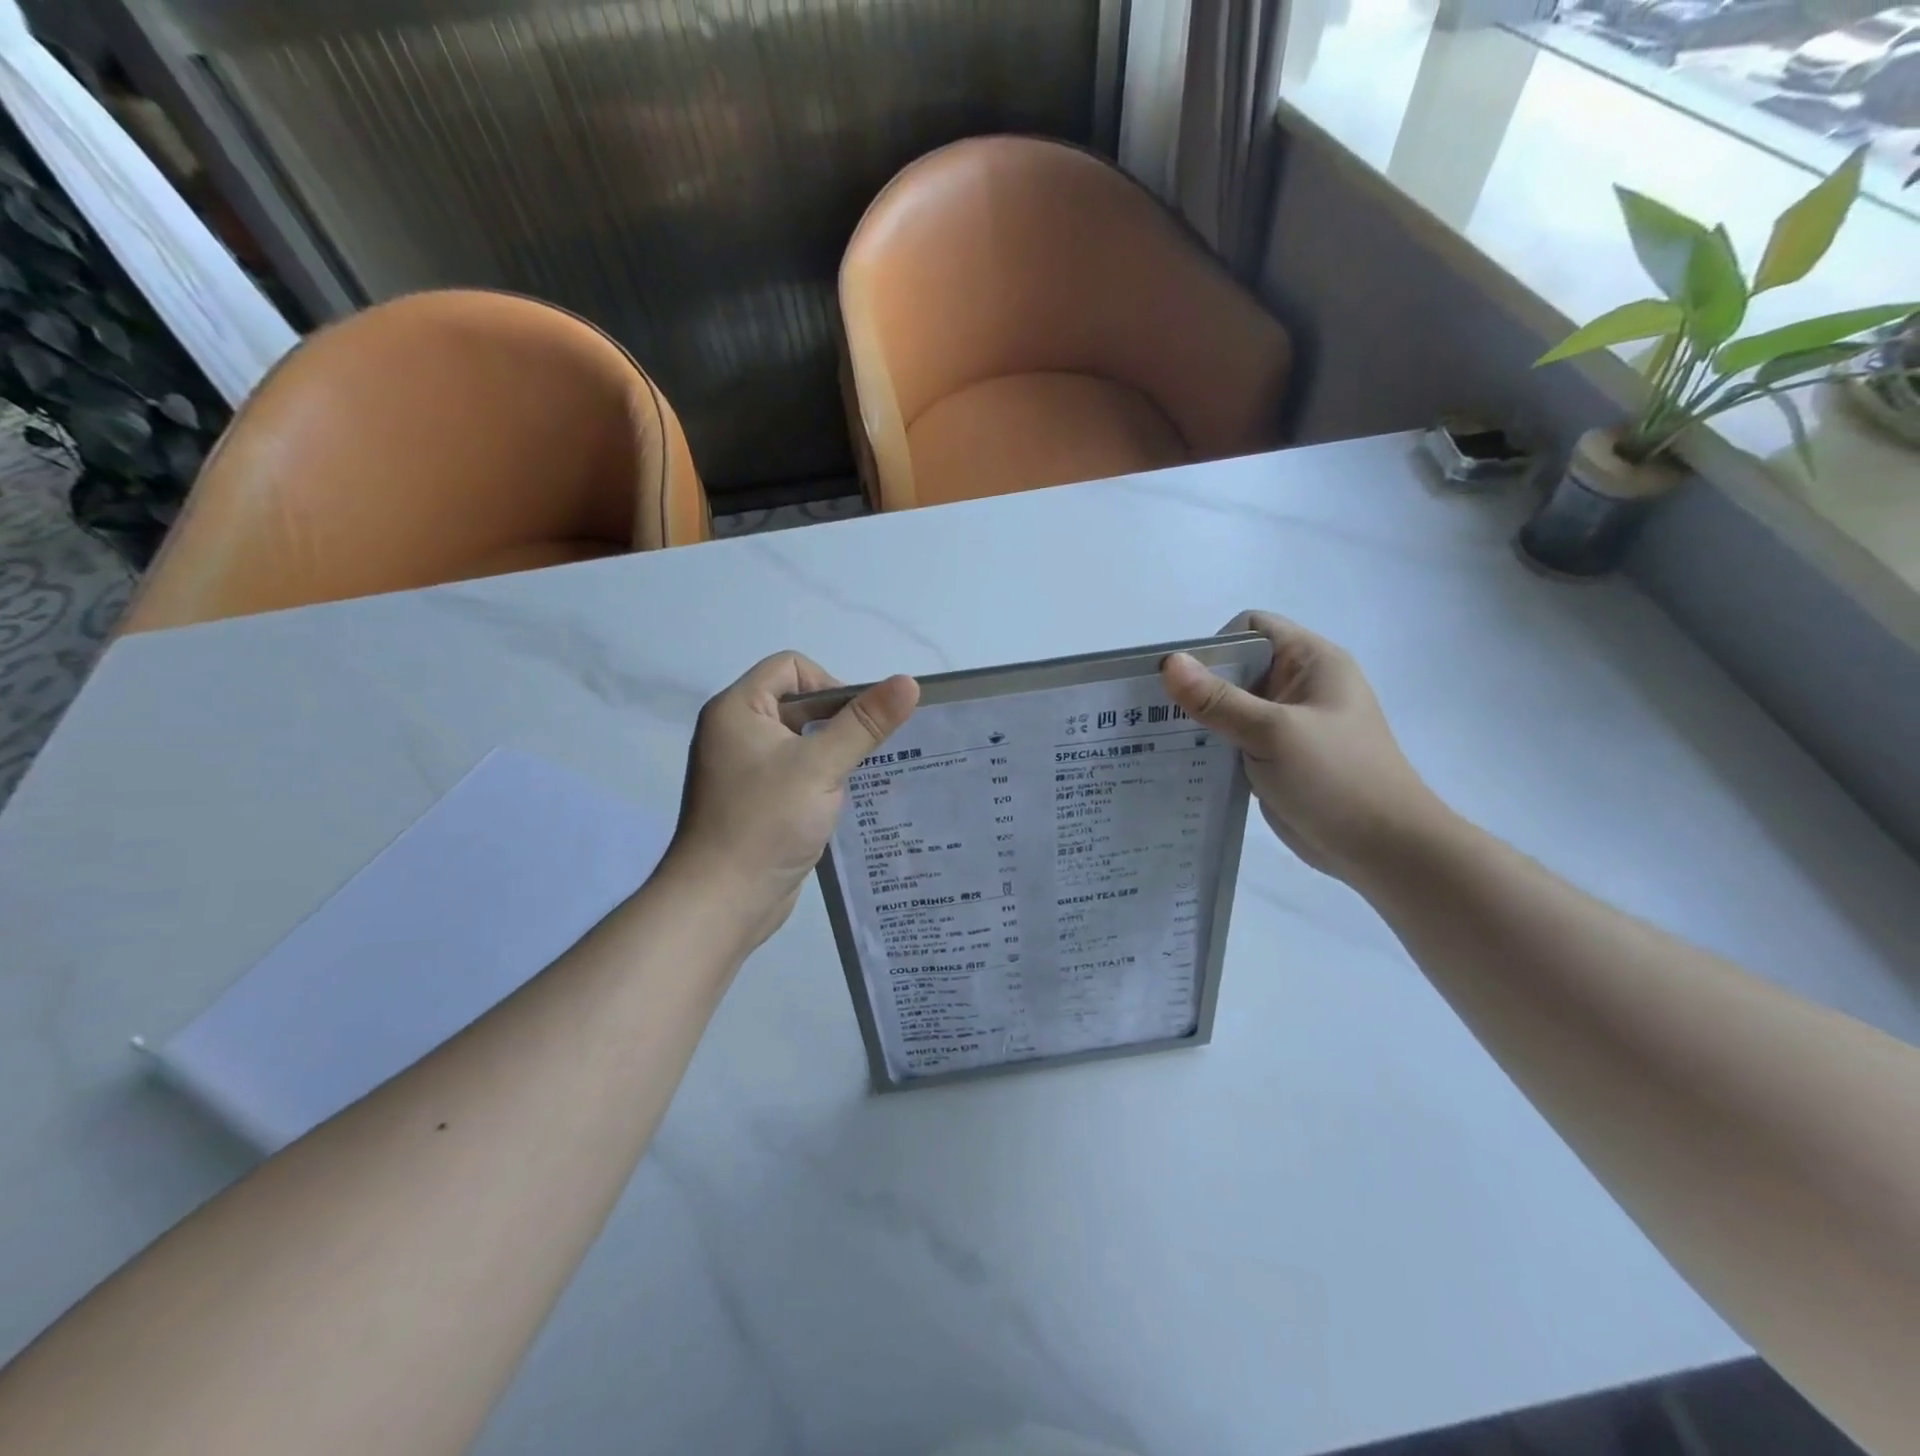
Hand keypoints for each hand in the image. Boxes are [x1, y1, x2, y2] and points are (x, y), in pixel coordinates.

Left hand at [665, 653, 919, 949]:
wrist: (722, 902)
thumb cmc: (766, 822)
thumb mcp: (821, 766)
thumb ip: (865, 723)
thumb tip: (909, 682)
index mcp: (737, 709)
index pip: (791, 667)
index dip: (830, 684)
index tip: (857, 722)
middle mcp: (736, 732)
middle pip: (798, 703)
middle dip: (838, 722)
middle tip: (871, 751)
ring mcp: (744, 769)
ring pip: (801, 741)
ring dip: (834, 753)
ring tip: (864, 777)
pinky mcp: (756, 801)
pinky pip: (796, 772)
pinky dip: (822, 779)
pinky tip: (844, 802)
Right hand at [1160, 611, 1444, 882]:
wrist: (1383, 849)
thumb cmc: (1337, 778)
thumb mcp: (1272, 732)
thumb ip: (1218, 700)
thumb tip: (1169, 663)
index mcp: (1311, 662)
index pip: (1252, 628)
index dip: (1215, 645)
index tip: (1182, 679)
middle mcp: (1298, 686)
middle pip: (1236, 667)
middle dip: (1197, 684)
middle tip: (1155, 710)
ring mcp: (1288, 724)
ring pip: (1231, 706)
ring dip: (1200, 719)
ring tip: (1158, 737)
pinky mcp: (1277, 757)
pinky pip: (1235, 739)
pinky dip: (1211, 746)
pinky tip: (1180, 761)